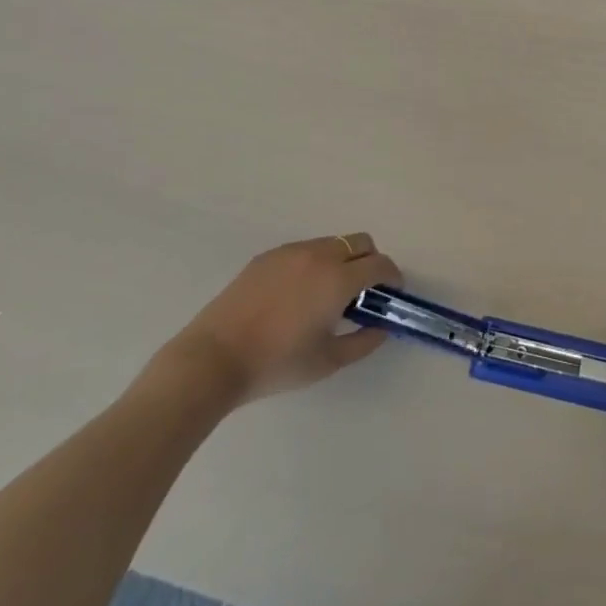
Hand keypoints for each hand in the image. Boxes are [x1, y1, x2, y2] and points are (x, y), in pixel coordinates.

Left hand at [168, 234, 400, 406]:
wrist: (213, 359)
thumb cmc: (276, 364)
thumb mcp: (327, 362)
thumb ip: (363, 342)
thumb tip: (381, 327)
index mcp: (338, 279)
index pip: (380, 264)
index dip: (392, 277)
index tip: (391, 293)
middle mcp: (319, 255)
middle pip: (360, 242)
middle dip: (370, 261)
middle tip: (362, 292)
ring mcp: (291, 251)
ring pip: (332, 243)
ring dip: (342, 260)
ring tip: (326, 294)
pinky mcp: (268, 256)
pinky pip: (304, 250)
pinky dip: (314, 263)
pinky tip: (296, 294)